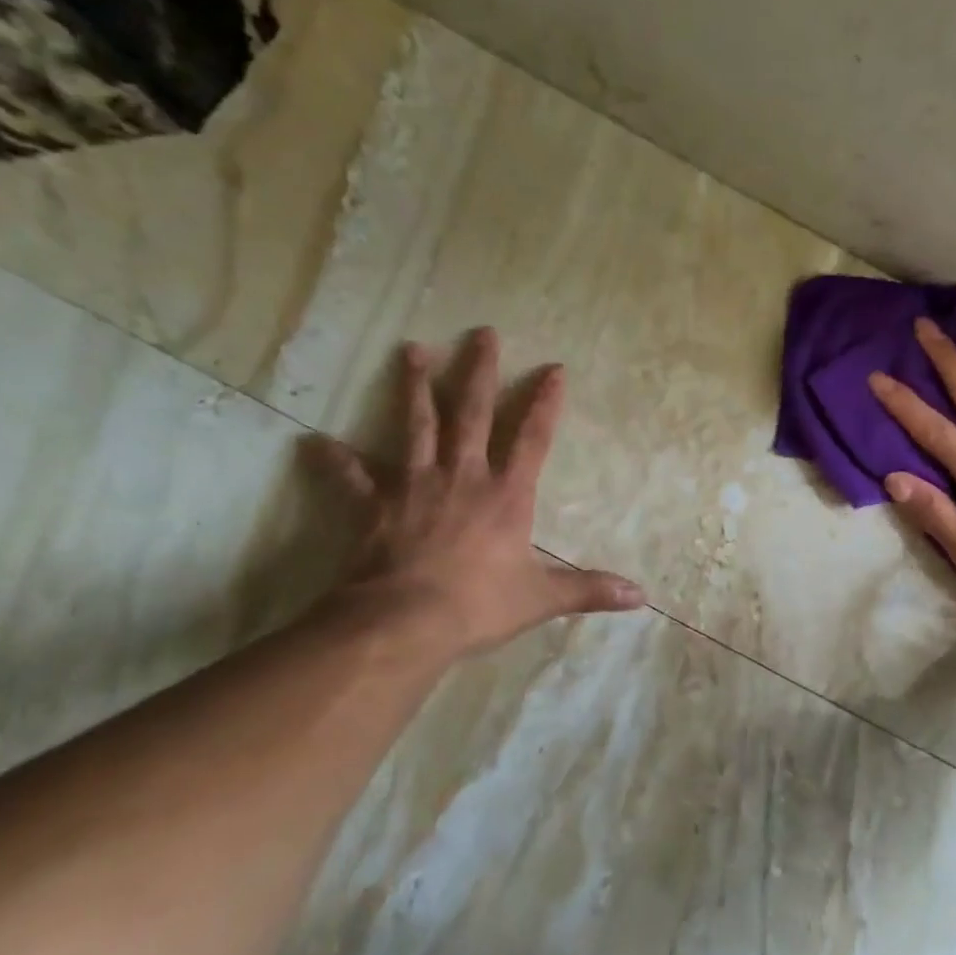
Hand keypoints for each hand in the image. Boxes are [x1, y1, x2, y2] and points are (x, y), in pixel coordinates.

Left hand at [309, 329, 644, 655]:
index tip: (553, 369)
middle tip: (482, 333)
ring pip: (415, 425)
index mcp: (506, 494)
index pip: (531, 438)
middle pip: (470, 413)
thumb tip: (642, 598)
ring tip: (410, 350)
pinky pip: (352, 477)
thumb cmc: (479, 605)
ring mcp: (415, 485)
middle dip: (479, 371)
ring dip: (413, 387)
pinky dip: (334, 461)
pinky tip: (313, 443)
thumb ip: (590, 591)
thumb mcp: (543, 599)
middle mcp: (463, 476)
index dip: (544, 403)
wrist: (406, 622)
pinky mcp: (375, 505)